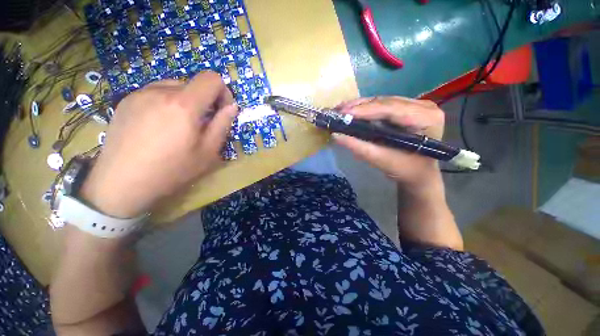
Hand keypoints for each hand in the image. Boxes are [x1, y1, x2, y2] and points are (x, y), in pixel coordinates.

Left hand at [80, 71, 237, 217]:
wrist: (120, 183)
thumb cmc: (171, 170)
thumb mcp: (208, 152)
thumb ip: (222, 125)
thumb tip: (232, 107)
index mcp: (184, 105)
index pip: (211, 78)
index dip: (223, 92)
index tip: (221, 111)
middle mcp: (160, 91)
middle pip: (193, 83)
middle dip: (204, 101)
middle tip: (200, 125)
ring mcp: (139, 93)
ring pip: (174, 87)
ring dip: (185, 102)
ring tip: (178, 126)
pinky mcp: (126, 100)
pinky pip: (155, 93)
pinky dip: (166, 103)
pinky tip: (159, 126)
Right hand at [333, 96, 444, 191]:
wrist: (419, 173)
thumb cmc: (405, 170)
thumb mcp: (381, 160)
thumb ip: (358, 147)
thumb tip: (335, 135)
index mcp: (426, 118)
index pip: (391, 109)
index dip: (365, 110)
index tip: (342, 113)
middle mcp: (424, 106)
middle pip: (386, 102)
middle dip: (359, 107)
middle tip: (337, 111)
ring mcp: (417, 105)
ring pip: (383, 101)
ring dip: (360, 106)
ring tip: (340, 110)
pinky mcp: (407, 108)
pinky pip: (383, 105)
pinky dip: (366, 108)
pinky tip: (352, 111)